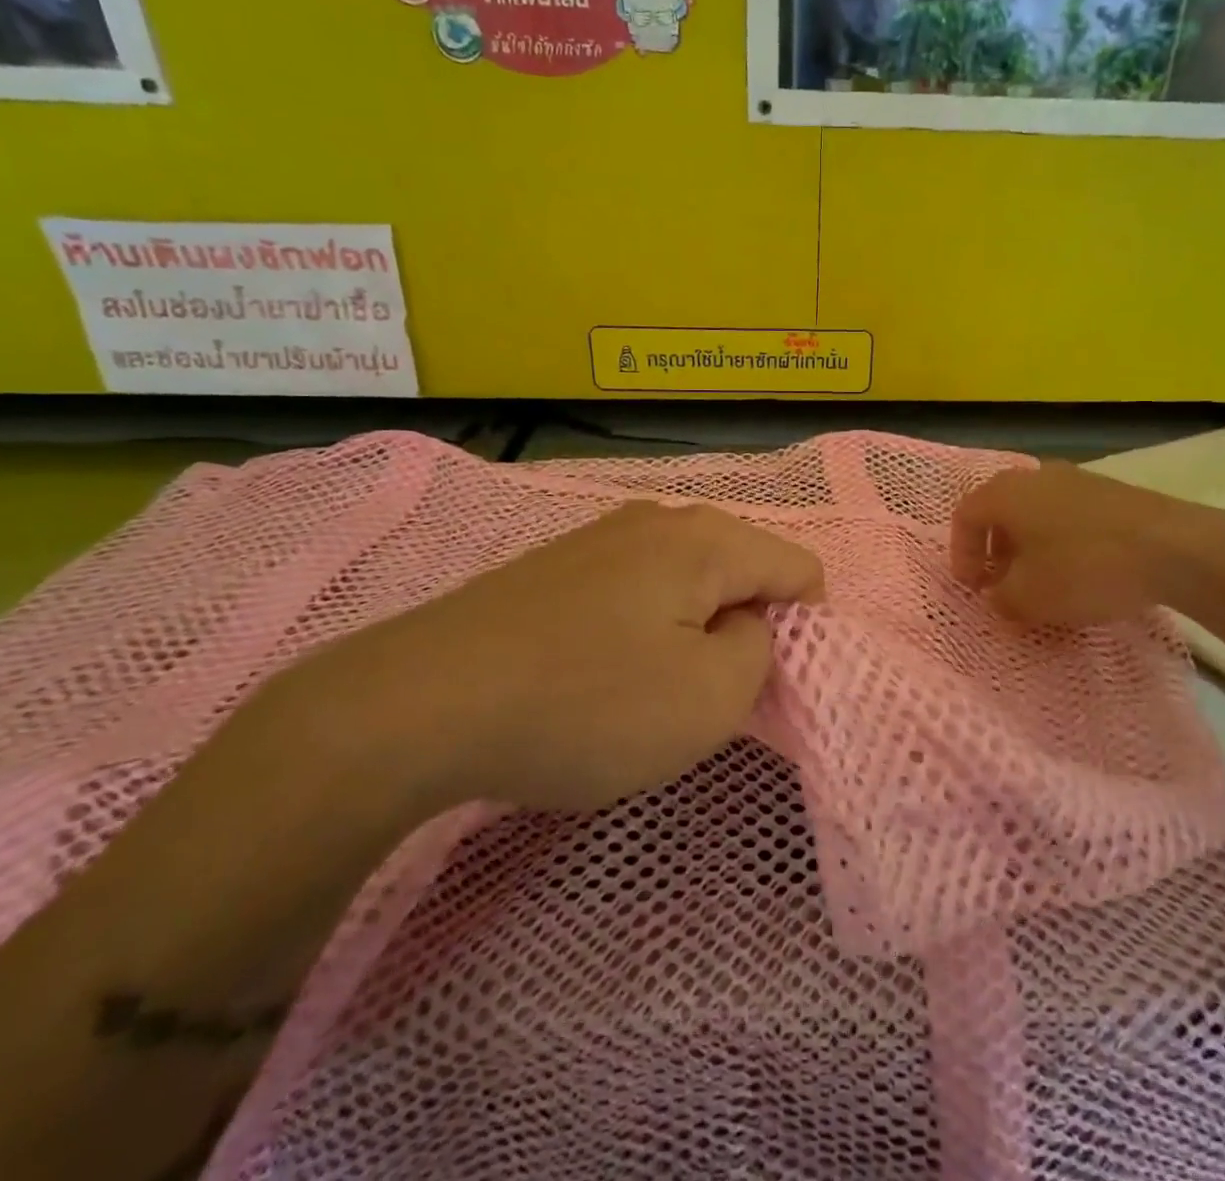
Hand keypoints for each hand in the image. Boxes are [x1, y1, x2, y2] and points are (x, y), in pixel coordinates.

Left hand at [311, 501, 823, 812]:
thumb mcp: (709, 699)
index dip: (804, 629)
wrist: (420, 704)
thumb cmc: (586, 703)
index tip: (766, 685)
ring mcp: (601, 538)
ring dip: (689, 635)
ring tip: (651, 692)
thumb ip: (759, 653)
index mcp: (707, 539)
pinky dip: (642, 633)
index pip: (799, 568)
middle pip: (741, 571)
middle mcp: (659, 520)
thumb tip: (744, 627)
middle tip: (708, 696)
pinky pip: (635, 594)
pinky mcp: (558, 568)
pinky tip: (600, 677)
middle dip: (744, 631)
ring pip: (686, 584)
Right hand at [950, 462, 1224, 625]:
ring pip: (1036, 512)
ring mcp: (1077, 479)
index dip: (961, 555)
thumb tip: (998, 595)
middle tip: (1003, 584)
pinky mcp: (1111, 491)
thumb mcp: (1029, 597)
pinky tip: (1081, 571)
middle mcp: (1035, 476)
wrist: (1174, 547)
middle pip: (1000, 511)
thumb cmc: (1083, 568)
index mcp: (1005, 493)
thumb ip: (1001, 598)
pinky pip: (1068, 515)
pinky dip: (1061, 541)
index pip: (964, 517)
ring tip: (1043, 581)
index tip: (974, 589)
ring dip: (1029, 547)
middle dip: (995, 551)